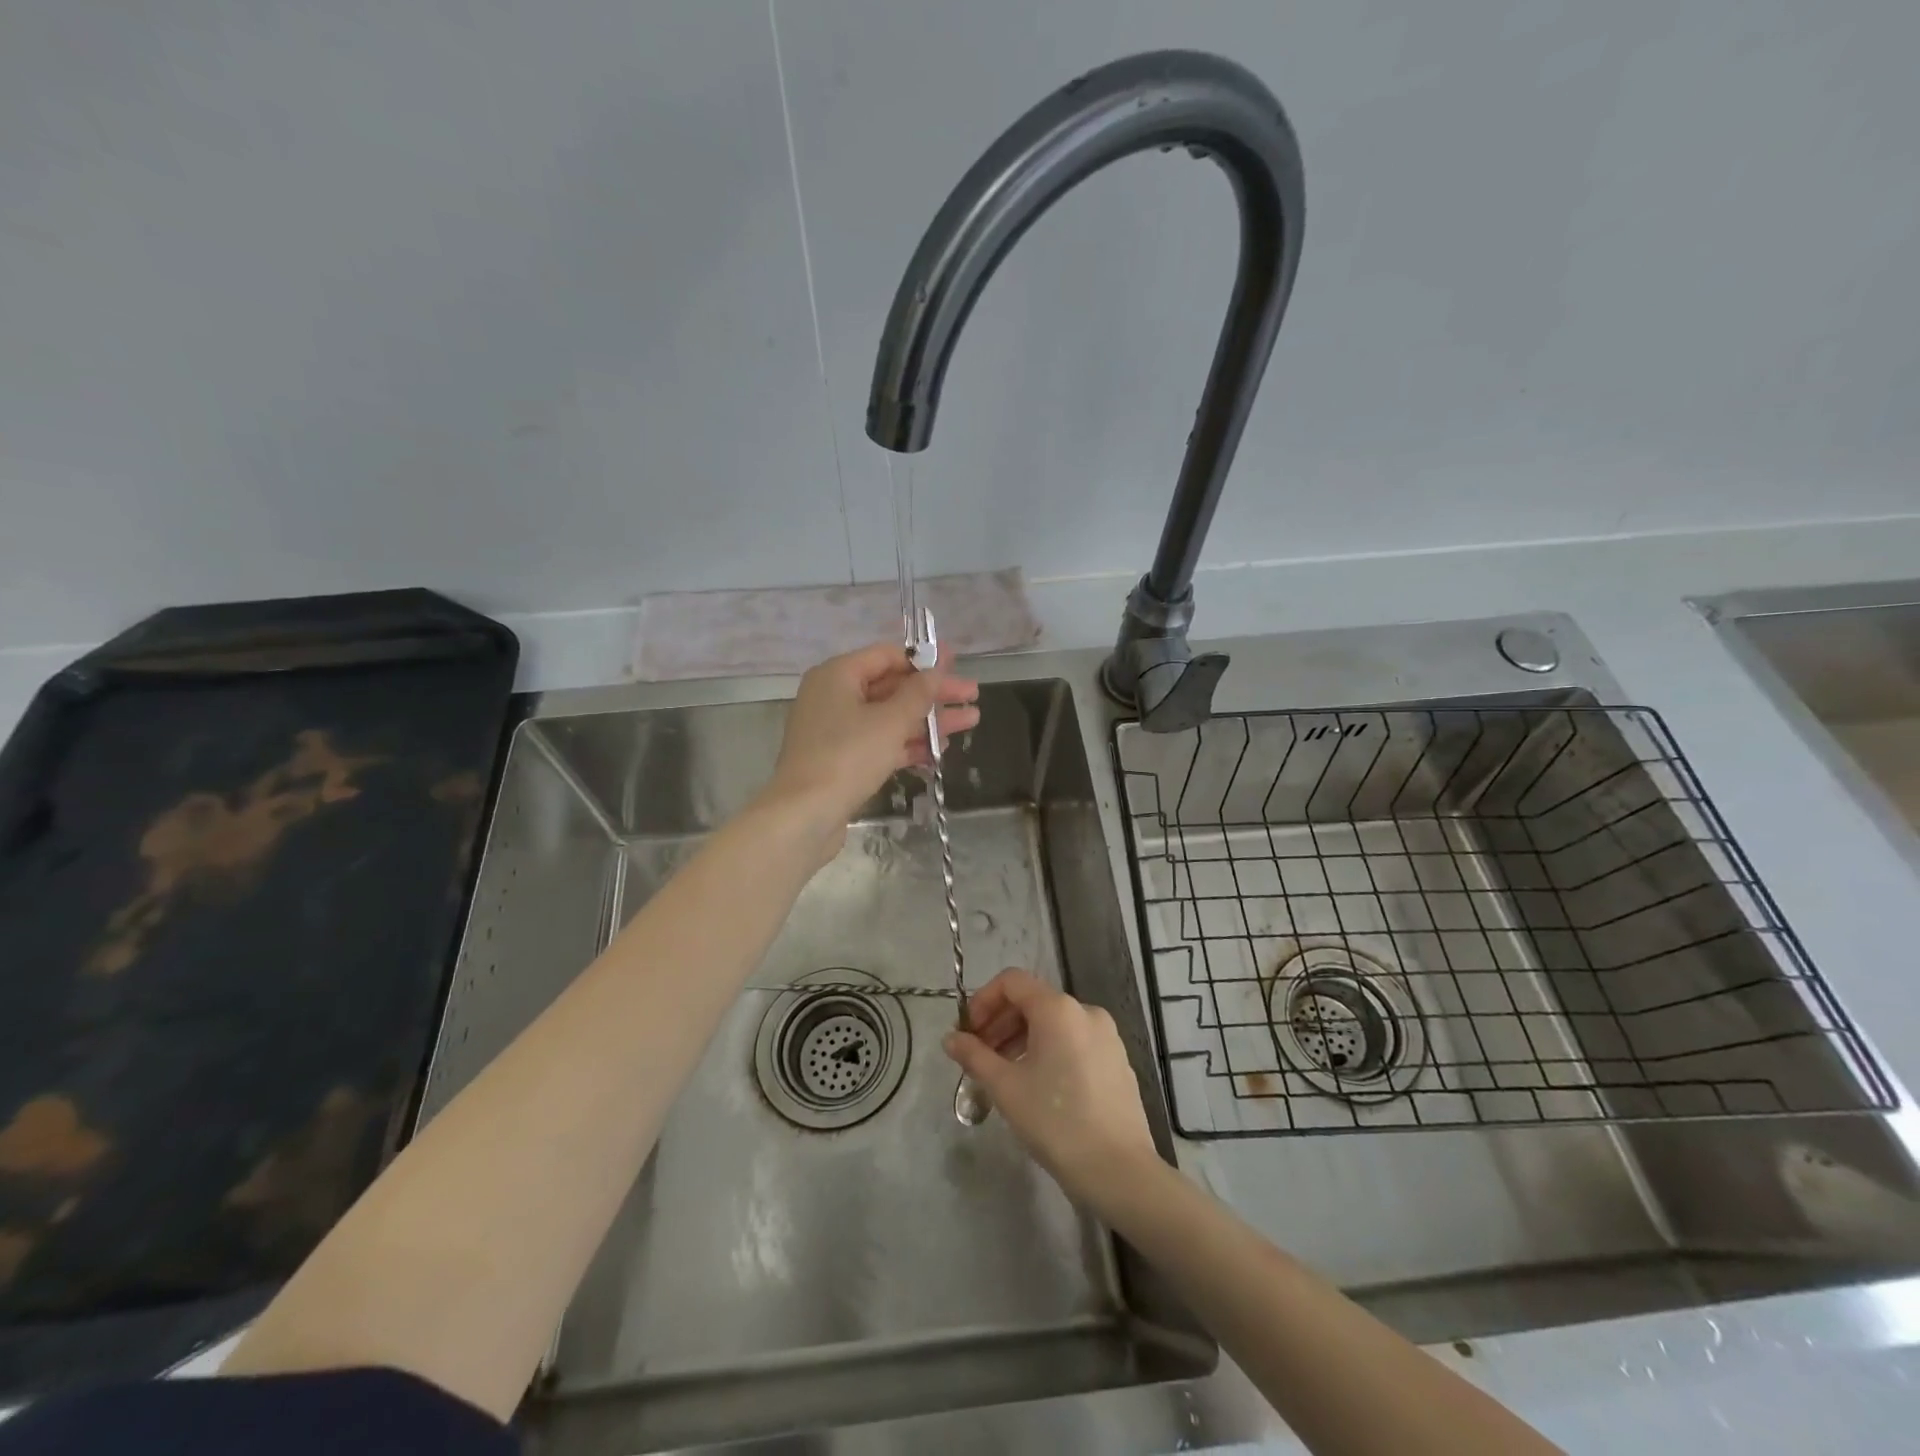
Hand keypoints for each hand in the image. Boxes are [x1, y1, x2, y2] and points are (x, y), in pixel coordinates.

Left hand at [761, 640, 978, 858]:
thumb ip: (918, 694)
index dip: (924, 659)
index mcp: (837, 675)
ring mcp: (836, 730)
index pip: (887, 656)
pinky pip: (880, 742)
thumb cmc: (847, 757)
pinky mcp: (841, 760)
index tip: (957, 663)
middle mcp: (833, 696)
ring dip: (928, 720)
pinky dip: (907, 744)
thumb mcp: (890, 721)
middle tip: (972, 695)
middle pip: (891, 686)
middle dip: (933, 693)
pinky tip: (940, 750)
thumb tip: (936, 671)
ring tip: (970, 722)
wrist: (804, 815)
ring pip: (889, 717)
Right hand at [943, 969, 1158, 1210]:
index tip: (968, 1033)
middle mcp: (1085, 1011)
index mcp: (1058, 1008)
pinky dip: (1048, 1051)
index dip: (983, 1000)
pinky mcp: (1117, 1060)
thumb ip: (974, 1055)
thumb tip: (950, 1039)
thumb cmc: (1056, 1121)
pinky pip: (1074, 1041)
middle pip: (1033, 1001)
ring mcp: (1106, 1036)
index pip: (1012, 981)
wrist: (1119, 1171)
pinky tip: (1037, 1085)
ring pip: (1053, 1023)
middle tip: (978, 1056)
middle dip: (1000, 1023)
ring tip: (1003, 1074)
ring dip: (1022, 1039)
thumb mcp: (1006, 1087)